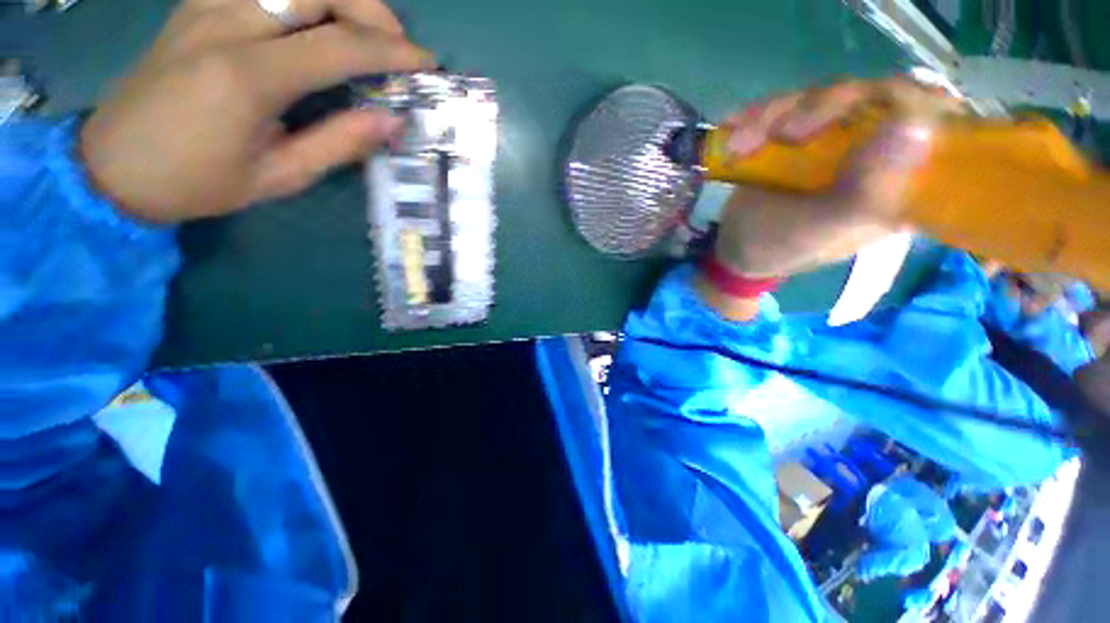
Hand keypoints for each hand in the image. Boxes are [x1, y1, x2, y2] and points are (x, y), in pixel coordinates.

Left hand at [80, 0, 432, 223]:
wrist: (114, 166)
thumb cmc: (197, 181)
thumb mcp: (279, 176)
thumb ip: (339, 143)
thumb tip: (392, 121)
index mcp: (248, 76)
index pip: (339, 46)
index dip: (391, 51)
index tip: (425, 63)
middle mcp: (227, 24)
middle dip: (370, 10)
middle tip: (395, 44)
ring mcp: (207, 7)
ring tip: (363, 31)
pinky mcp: (197, 5)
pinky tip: (315, 23)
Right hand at [699, 78, 963, 319]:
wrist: (735, 247)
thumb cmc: (779, 248)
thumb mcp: (819, 231)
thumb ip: (864, 194)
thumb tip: (917, 126)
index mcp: (902, 184)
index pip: (937, 123)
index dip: (910, 102)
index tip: (867, 108)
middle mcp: (880, 154)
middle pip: (878, 95)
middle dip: (824, 106)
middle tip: (782, 134)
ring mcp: (840, 140)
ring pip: (829, 95)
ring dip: (777, 114)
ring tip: (742, 144)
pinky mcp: (806, 135)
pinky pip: (793, 105)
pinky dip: (760, 117)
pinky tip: (736, 136)